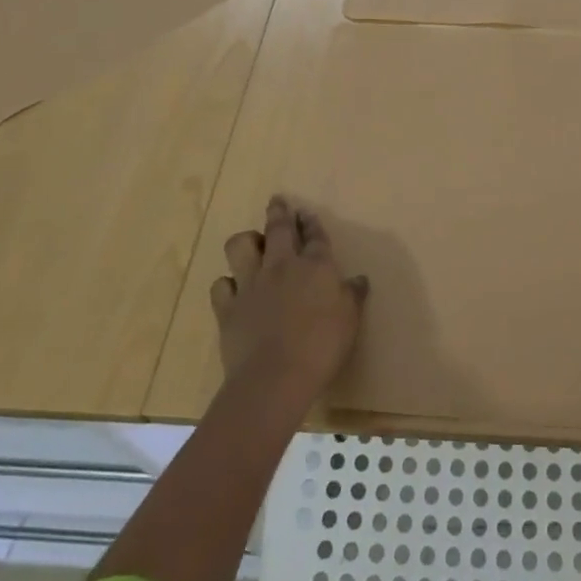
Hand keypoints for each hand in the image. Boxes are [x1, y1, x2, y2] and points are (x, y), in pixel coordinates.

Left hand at [211, 196, 367, 406]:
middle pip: (278, 229)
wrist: (275, 377)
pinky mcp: (228, 307)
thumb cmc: (322, 346)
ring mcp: (251, 284)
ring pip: (241, 246)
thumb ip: (353, 296)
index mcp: (315, 266)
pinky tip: (232, 288)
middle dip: (279, 212)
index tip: (307, 213)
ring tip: (252, 244)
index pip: (314, 235)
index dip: (311, 222)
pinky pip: (221, 285)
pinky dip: (227, 284)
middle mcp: (282, 266)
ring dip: (247, 241)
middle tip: (277, 202)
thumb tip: (359, 279)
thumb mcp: (350, 320)